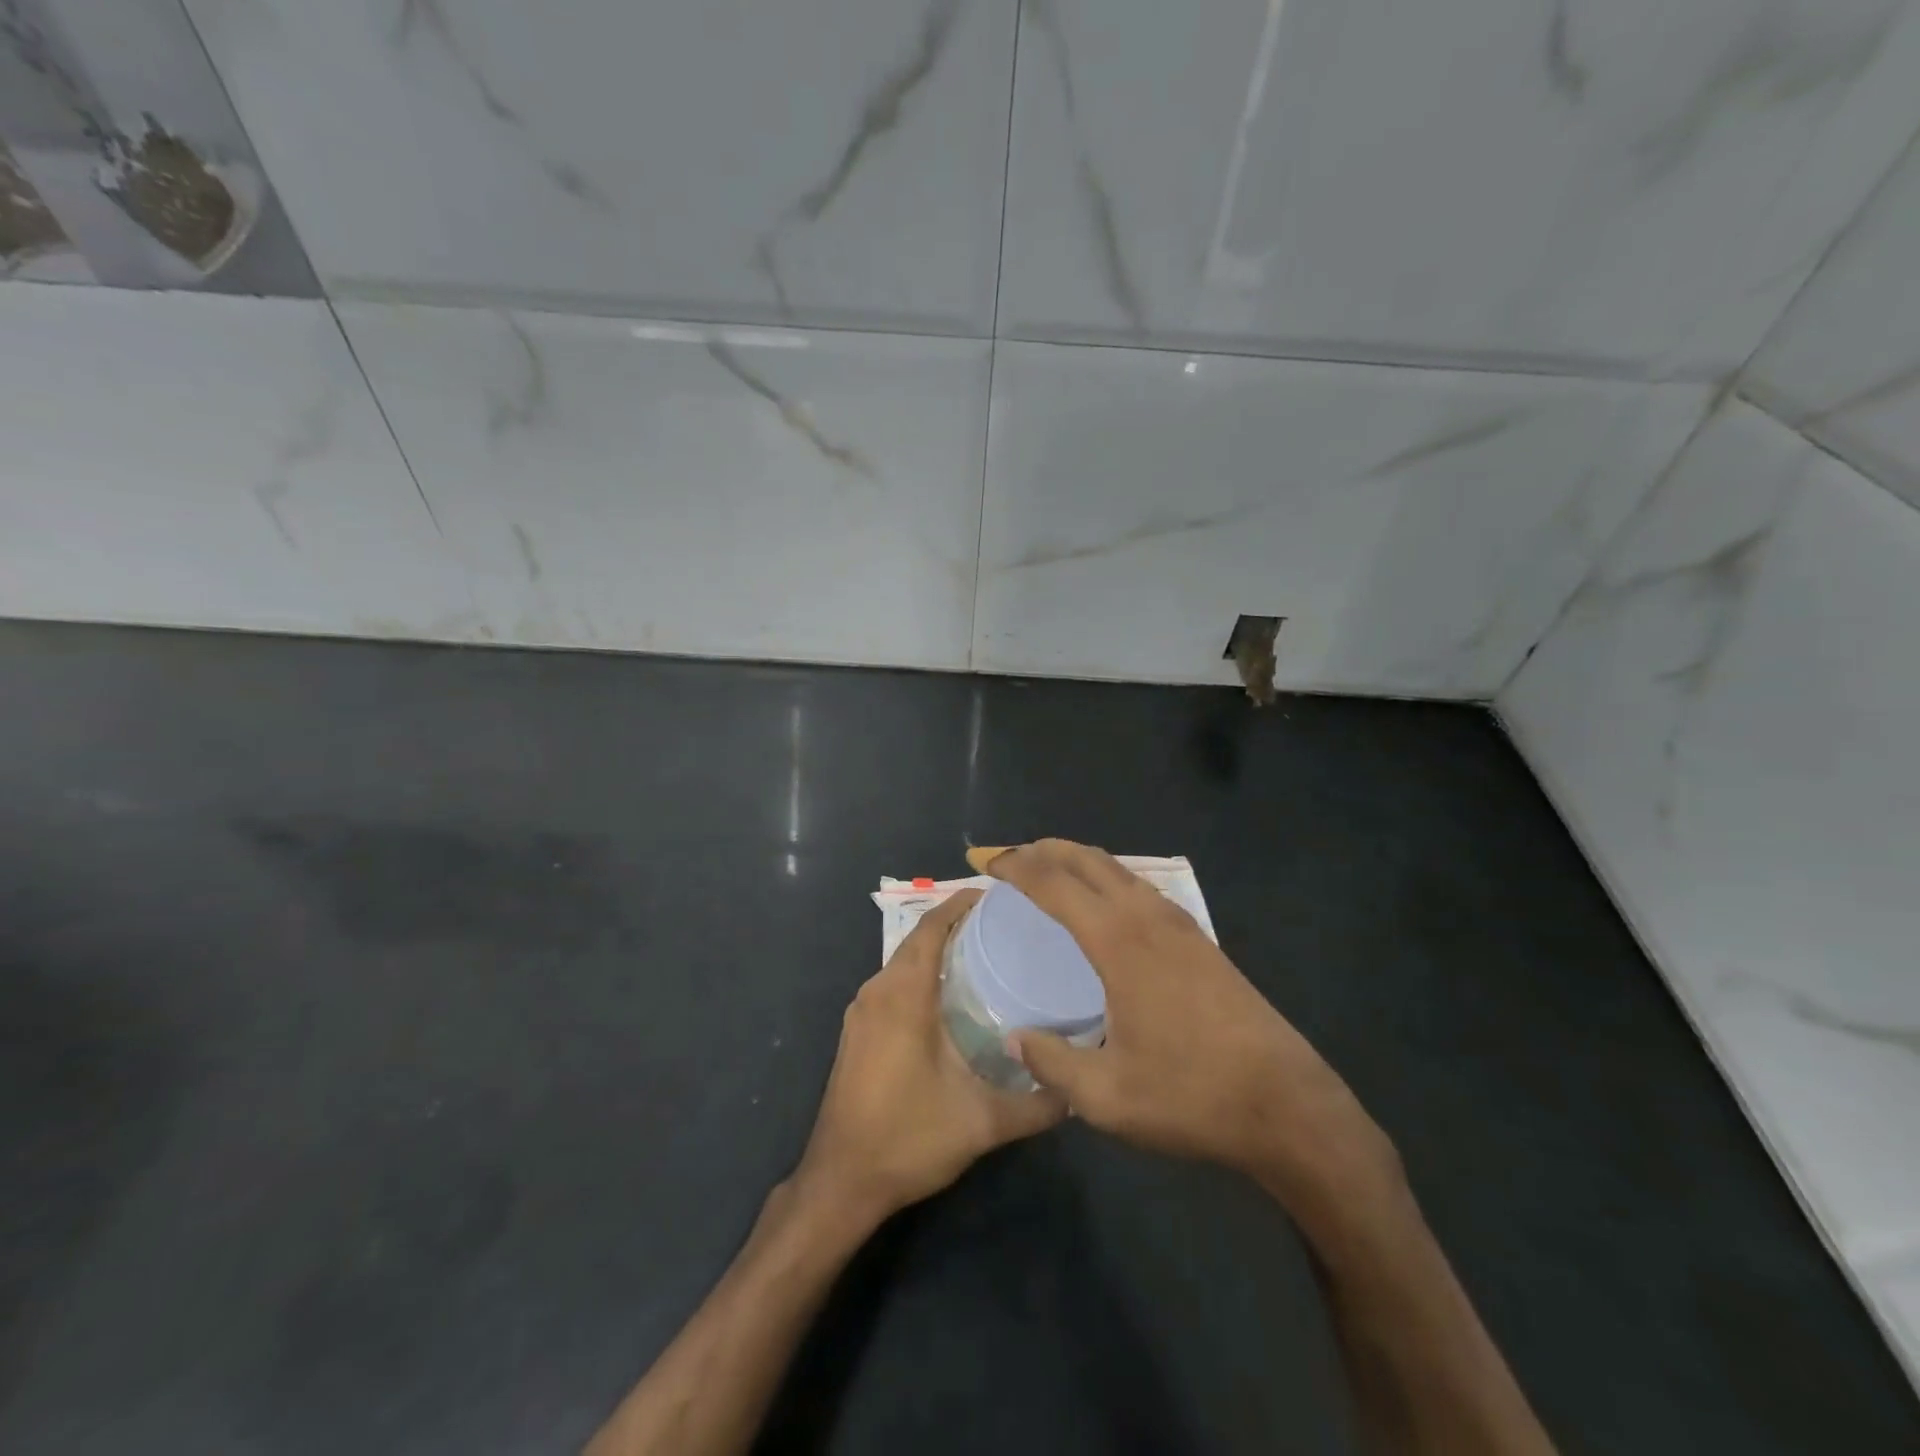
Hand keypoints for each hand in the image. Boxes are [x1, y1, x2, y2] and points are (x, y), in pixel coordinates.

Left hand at [791, 890, 1066, 1230]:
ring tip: (985, 954)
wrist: (840, 1181)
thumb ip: (1036, 1104)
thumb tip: (1078, 1089)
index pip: (931, 927)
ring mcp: (861, 1011)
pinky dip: (921, 973)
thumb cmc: (908, 1139)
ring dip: (937, 950)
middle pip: (917, 939)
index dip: (961, 904)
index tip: (998, 896)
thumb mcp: (982, 1122)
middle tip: (1005, 926)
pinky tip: (951, 996)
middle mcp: (877, 991)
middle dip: (956, 924)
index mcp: (903, 995)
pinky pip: (892, 983)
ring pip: (903, 962)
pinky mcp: (857, 1031)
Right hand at [987, 840, 1397, 1208]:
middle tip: (1010, 858)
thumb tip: (1016, 1038)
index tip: (987, 864)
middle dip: (1045, 850)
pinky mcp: (1202, 941)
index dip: (1016, 867)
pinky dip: (1109, 879)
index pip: (1055, 884)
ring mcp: (1181, 925)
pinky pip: (1142, 889)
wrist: (1287, 1106)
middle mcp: (1148, 918)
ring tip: (1050, 872)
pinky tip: (1105, 907)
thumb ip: (1053, 1063)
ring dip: (1079, 861)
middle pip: (1088, 860)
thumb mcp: (1107, 1096)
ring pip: (1120, 870)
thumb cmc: (1191, 1096)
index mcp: (1119, 942)